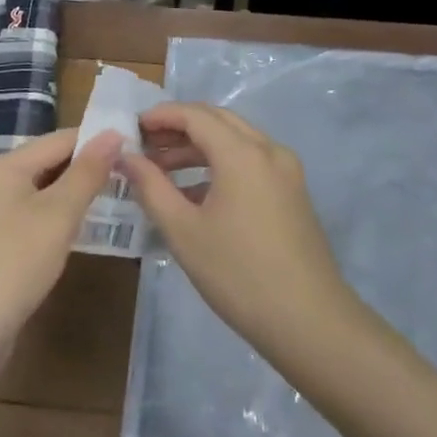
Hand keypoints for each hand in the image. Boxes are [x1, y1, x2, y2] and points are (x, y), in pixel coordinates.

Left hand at [0, 128, 116, 355]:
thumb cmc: (15, 263)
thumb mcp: (59, 213)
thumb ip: (88, 172)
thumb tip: (115, 133)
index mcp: (5, 165)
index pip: (61, 139)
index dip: (98, 141)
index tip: (136, 149)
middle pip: (50, 163)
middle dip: (88, 169)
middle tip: (132, 176)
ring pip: (44, 191)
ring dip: (76, 195)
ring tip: (117, 199)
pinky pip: (35, 216)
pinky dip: (60, 218)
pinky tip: (83, 231)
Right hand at [118, 102, 359, 359]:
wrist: (309, 321)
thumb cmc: (238, 274)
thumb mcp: (184, 232)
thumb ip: (151, 187)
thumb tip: (127, 157)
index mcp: (242, 153)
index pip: (195, 115)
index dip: (161, 115)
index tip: (132, 127)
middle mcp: (268, 150)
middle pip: (218, 121)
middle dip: (179, 127)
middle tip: (144, 145)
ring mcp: (285, 170)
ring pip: (236, 140)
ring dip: (199, 147)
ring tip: (161, 169)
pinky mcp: (292, 192)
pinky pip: (251, 161)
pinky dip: (221, 165)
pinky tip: (195, 193)